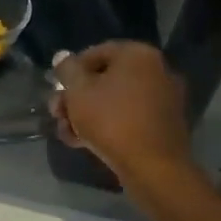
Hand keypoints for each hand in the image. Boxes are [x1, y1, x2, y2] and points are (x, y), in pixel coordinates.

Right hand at [50, 41, 200, 182]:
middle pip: (103, 79)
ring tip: (67, 133)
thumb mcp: (78, 91)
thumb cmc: (111, 120)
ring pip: (113, 101)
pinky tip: (84, 143)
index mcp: (139, 55)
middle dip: (75, 97)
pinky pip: (128, 117)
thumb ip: (67, 70)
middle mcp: (156, 71)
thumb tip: (62, 56)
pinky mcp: (163, 126)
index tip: (57, 89)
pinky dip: (107, 125)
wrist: (153, 167)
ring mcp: (162, 100)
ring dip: (86, 114)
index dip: (70, 70)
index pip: (95, 52)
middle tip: (57, 113)